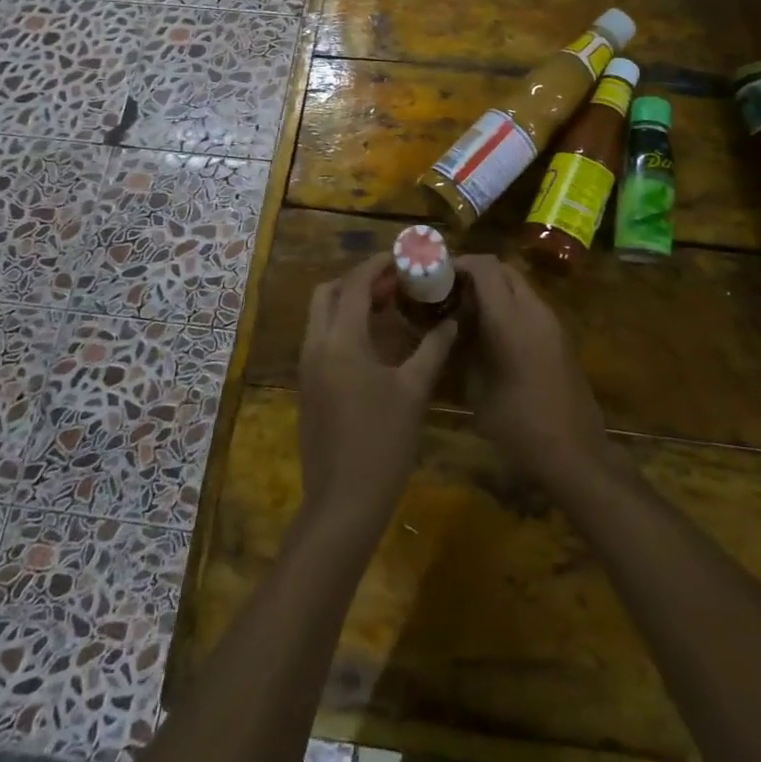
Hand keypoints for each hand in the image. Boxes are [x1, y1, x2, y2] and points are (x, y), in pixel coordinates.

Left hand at [298, 254, 455, 535]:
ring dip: (348, 303)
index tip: (402, 259)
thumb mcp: (414, 391)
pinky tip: (373, 344)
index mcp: (341, 340)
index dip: (377, 266)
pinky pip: (320, 339)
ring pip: (320, 316)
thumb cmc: (383, 442)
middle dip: (357, 281)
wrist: (343, 502)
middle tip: (393, 285)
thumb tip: (452, 321)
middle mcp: (316, 346)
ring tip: (386, 309)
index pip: (354, 284)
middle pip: (327, 293)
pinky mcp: (307, 387)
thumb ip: (433, 349)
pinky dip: (342, 327)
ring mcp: (307, 368)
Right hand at [457, 256, 612, 490]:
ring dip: (495, 291)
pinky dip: (510, 307)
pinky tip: (493, 334)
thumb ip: (464, 347)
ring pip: (519, 287)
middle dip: (477, 274)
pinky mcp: (562, 338)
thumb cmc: (518, 425)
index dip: (460, 263)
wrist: (574, 454)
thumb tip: (454, 326)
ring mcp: (553, 323)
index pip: (485, 267)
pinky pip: (531, 307)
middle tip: (451, 293)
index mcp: (510, 318)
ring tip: (468, 314)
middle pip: (504, 270)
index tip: (438, 275)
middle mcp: (535, 310)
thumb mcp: (477, 387)